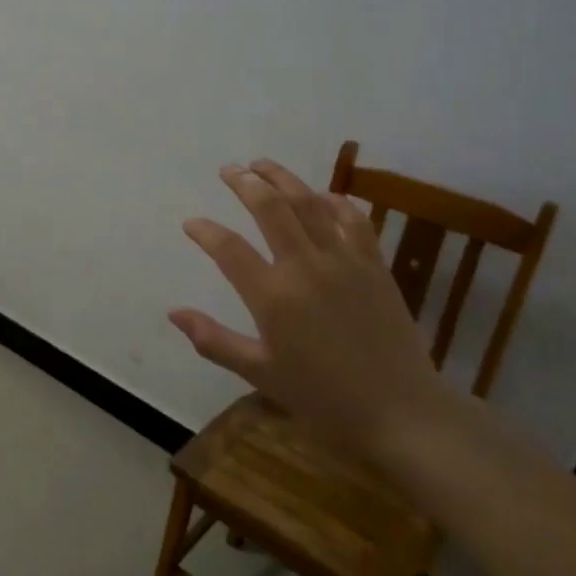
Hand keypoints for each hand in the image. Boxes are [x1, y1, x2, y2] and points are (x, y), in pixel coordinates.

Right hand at [170, 159, 448, 460]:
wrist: (401, 412)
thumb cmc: (323, 398)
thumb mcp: (260, 373)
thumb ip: (214, 340)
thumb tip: (174, 313)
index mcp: (273, 297)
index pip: (228, 249)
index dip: (205, 231)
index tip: (191, 224)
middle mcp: (306, 267)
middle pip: (270, 208)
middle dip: (245, 182)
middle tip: (228, 169)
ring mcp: (344, 261)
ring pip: (309, 203)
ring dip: (283, 178)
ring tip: (263, 164)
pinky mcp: (374, 264)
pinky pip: (354, 220)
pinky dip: (335, 201)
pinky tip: (324, 195)